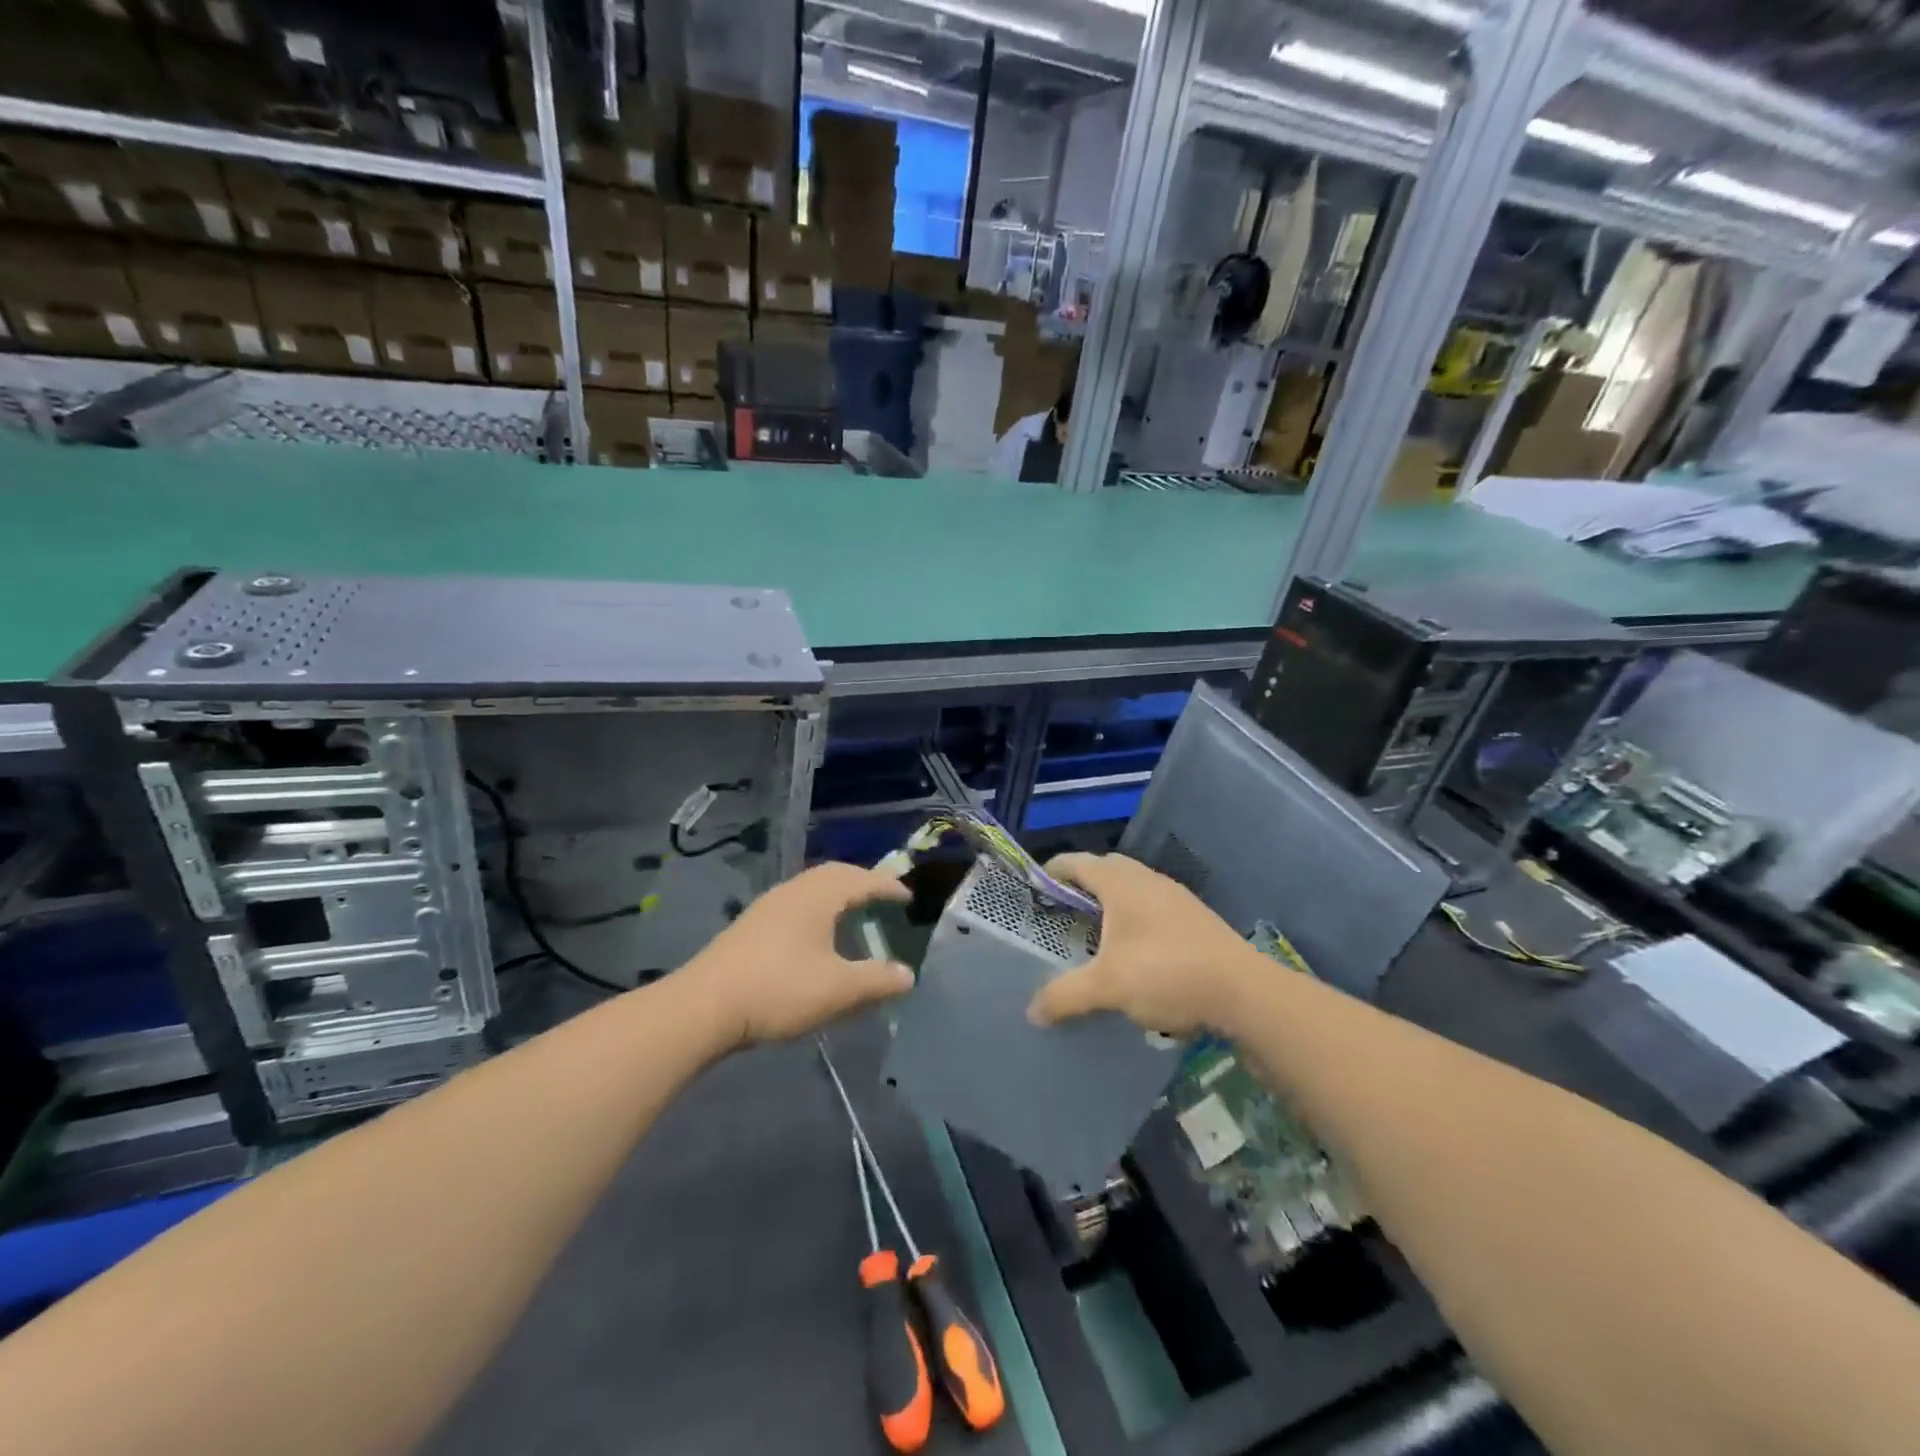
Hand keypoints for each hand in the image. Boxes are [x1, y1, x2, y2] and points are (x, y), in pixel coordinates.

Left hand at [685, 862, 912, 1047]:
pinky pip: (796, 902)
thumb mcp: (838, 989)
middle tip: (882, 897)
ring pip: (811, 887)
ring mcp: (768, 906)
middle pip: (834, 874)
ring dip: (837, 893)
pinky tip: (816, 934)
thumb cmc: (779, 990)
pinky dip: (818, 907)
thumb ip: (877, 981)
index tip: (907, 897)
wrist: (704, 1006)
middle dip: (862, 881)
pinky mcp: (751, 925)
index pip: (862, 880)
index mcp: (818, 896)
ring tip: (852, 912)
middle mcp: (793, 891)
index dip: (888, 887)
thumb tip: (908, 975)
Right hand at [1026, 853, 1252, 1036]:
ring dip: (1112, 901)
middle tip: (1062, 908)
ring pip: (1134, 888)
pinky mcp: (1196, 919)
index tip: (1034, 883)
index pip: (1078, 863)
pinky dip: (1134, 918)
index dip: (1053, 870)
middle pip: (1107, 870)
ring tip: (1095, 931)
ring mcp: (1176, 898)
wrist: (1244, 992)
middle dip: (1082, 884)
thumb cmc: (1166, 973)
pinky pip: (1153, 906)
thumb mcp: (1108, 987)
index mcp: (1121, 883)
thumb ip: (1065, 995)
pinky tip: (1134, 952)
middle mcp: (1148, 881)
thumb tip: (1033, 1012)